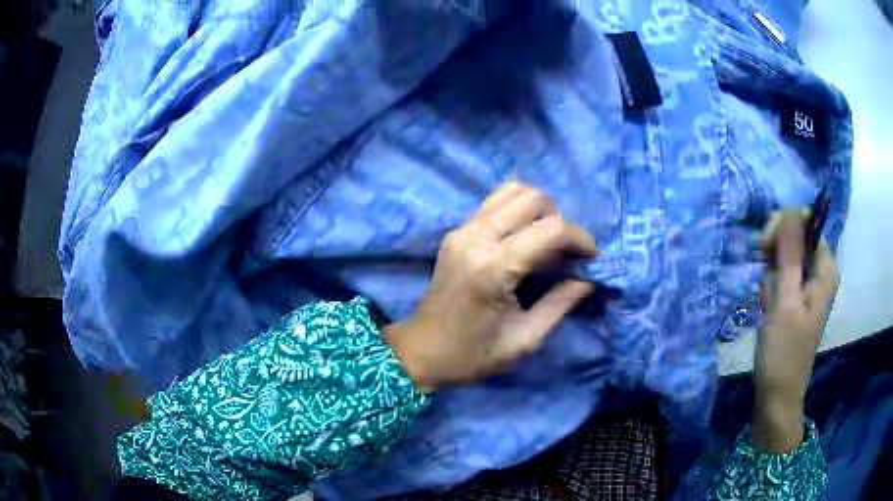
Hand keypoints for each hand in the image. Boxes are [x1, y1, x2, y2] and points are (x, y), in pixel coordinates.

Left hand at [383, 183, 597, 392]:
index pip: (551, 229)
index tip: (591, 259)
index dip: (581, 239)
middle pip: (532, 197)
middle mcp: (475, 237)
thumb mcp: (525, 339)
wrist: (421, 352)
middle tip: (564, 253)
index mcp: (493, 267)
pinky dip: (518, 213)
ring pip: (512, 190)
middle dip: (559, 220)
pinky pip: (495, 203)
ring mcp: (462, 230)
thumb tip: (589, 277)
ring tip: (545, 244)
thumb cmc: (472, 355)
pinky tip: (523, 242)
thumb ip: (561, 303)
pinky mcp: (456, 231)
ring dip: (538, 211)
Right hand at [753, 212, 838, 451]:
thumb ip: (790, 256)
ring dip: (770, 275)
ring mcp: (806, 286)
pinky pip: (779, 277)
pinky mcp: (794, 299)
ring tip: (767, 302)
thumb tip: (790, 210)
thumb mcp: (786, 302)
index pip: (806, 224)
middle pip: (795, 239)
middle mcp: (819, 272)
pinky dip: (769, 289)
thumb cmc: (784, 352)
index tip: (766, 246)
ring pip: (783, 259)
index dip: (785, 228)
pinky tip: (766, 308)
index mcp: (825, 269)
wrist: (776, 395)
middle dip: (775, 255)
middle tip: (764, 276)